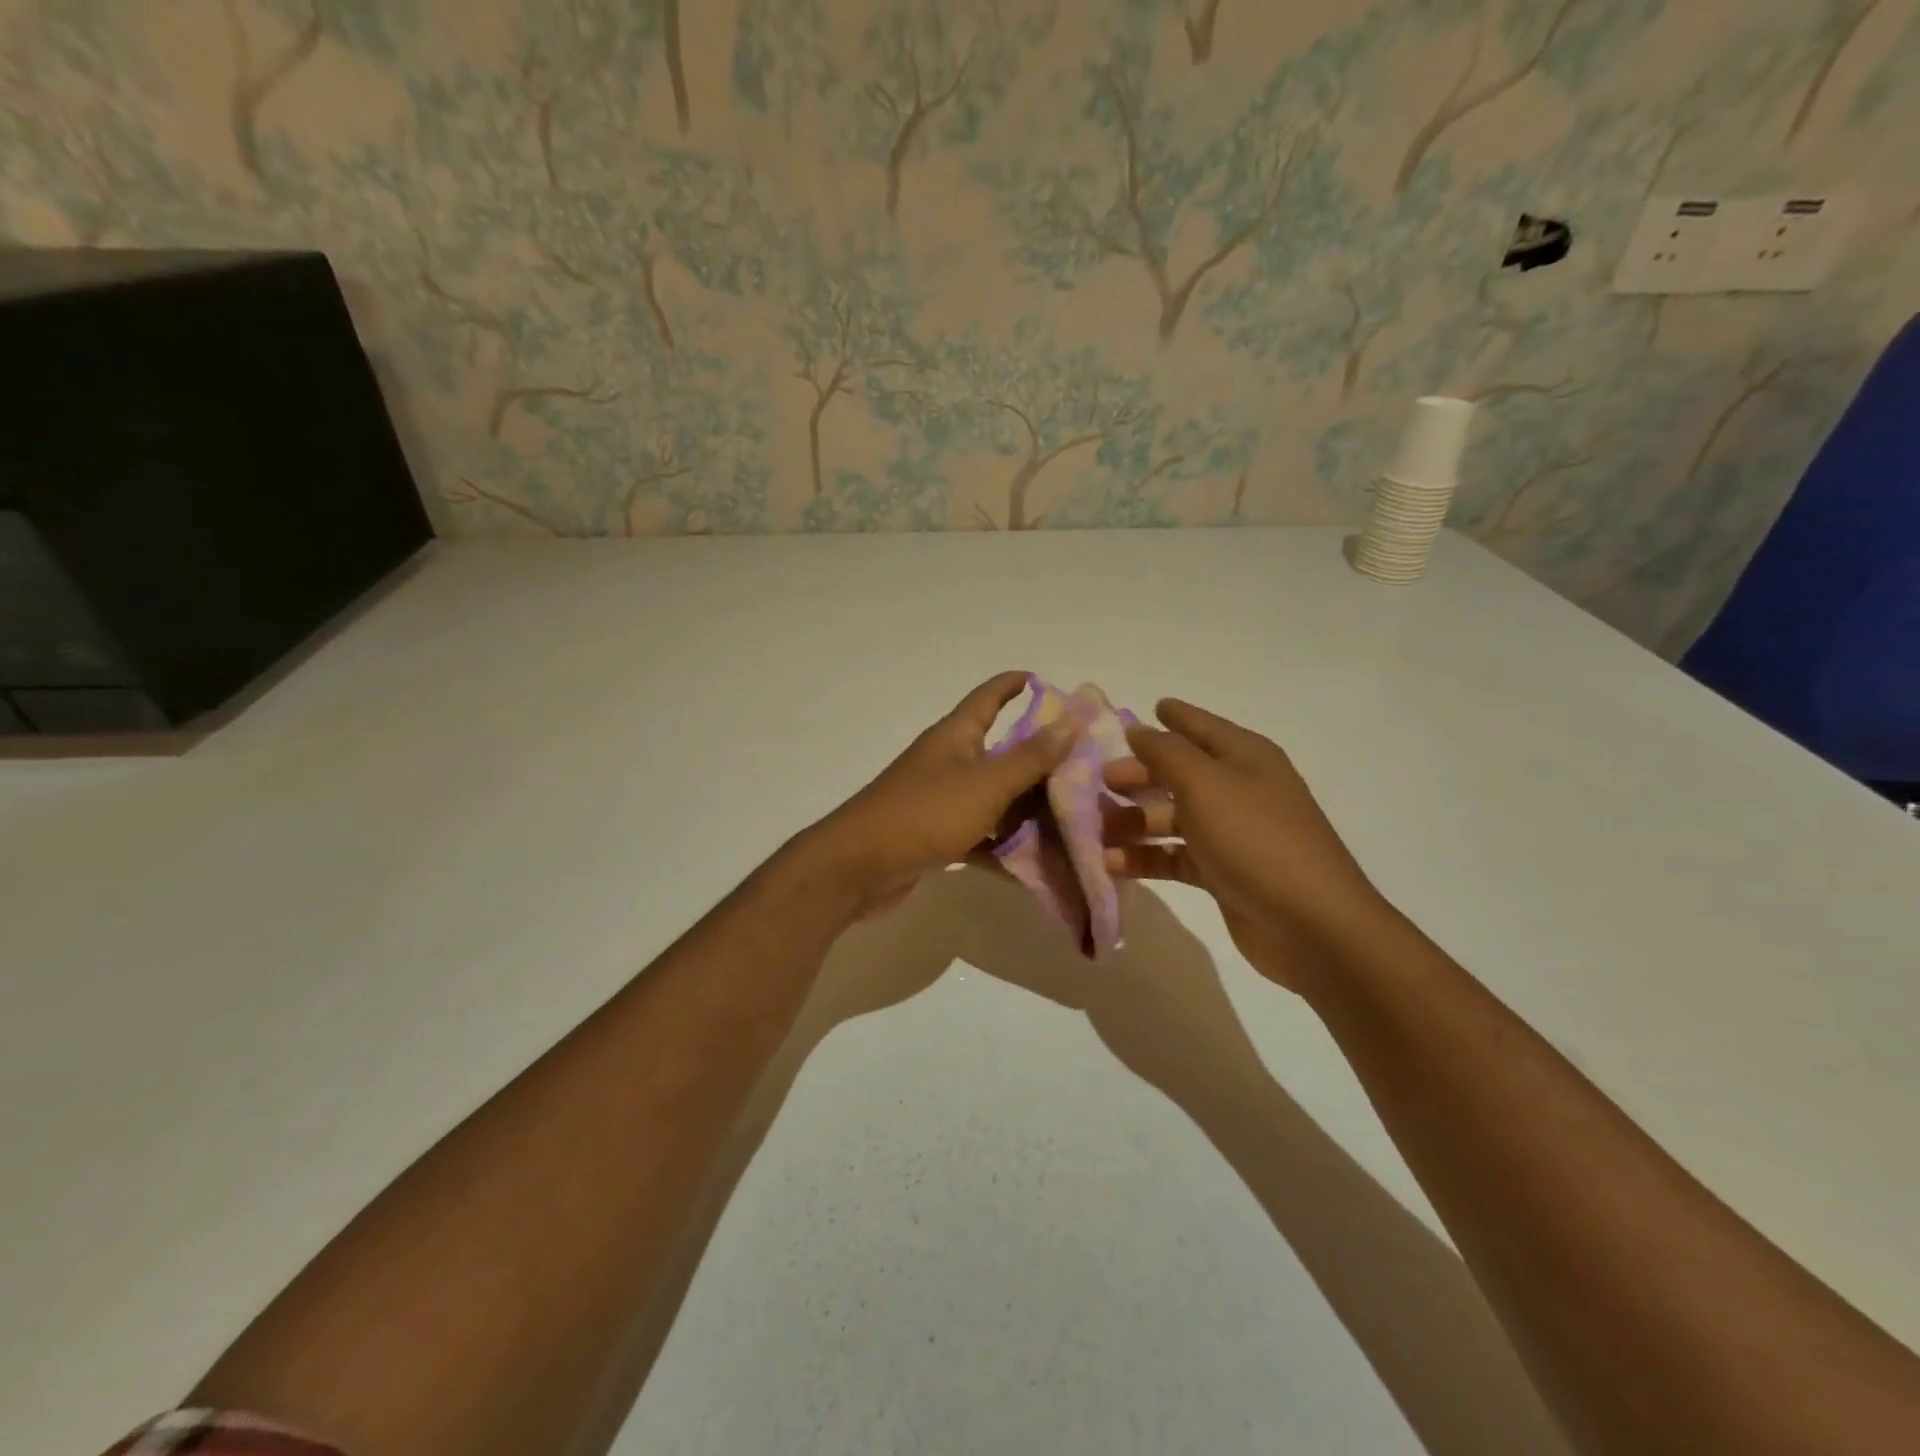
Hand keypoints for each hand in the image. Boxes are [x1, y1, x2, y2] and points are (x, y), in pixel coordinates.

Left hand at [811, 672, 1076, 918]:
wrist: (860, 867)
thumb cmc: (926, 813)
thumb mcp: (986, 783)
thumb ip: (1031, 757)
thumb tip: (1071, 720)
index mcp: (956, 736)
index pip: (989, 697)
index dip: (1014, 685)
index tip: (1044, 680)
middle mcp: (949, 761)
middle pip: (1000, 751)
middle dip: (1039, 759)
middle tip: (1085, 768)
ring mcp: (941, 800)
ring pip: (994, 797)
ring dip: (1026, 808)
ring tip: (1073, 818)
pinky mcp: (937, 835)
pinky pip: (980, 834)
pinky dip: (1003, 845)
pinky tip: (1036, 863)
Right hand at [1103, 698, 1390, 992]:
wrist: (1311, 924)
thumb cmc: (1255, 839)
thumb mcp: (1205, 784)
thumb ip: (1165, 753)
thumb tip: (1139, 729)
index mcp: (1244, 757)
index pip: (1201, 726)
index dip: (1173, 716)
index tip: (1145, 707)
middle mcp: (1239, 789)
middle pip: (1179, 773)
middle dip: (1139, 776)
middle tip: (1099, 782)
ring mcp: (1232, 834)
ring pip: (1172, 818)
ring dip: (1134, 822)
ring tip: (1095, 830)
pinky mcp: (1223, 873)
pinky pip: (1175, 856)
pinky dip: (1146, 858)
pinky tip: (1112, 865)